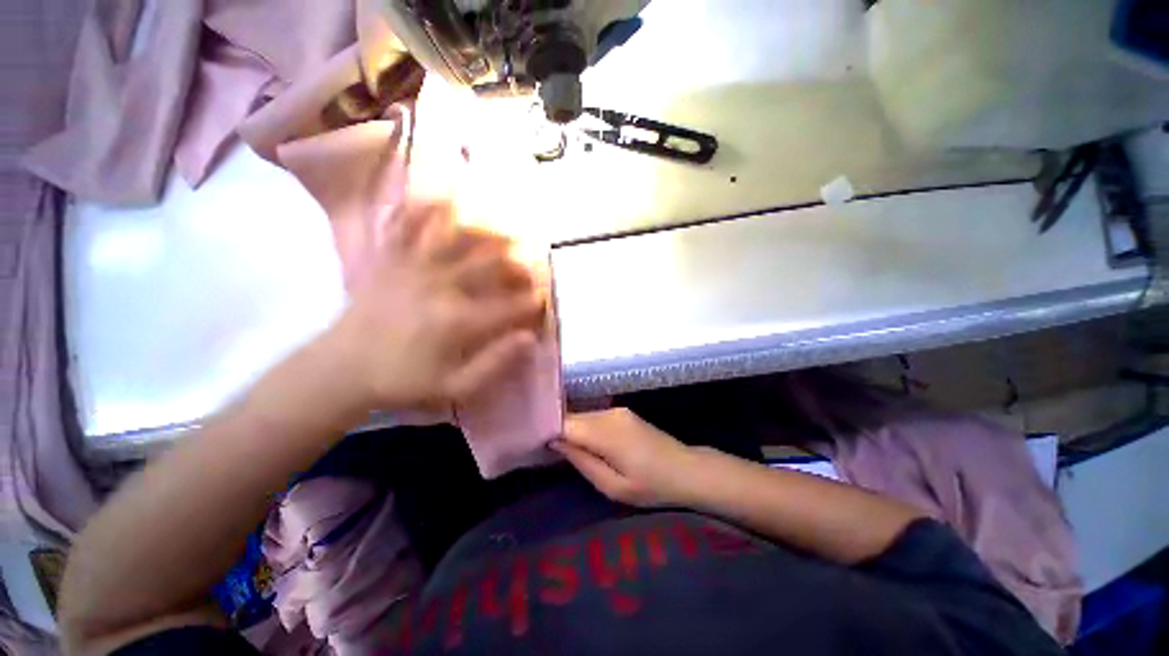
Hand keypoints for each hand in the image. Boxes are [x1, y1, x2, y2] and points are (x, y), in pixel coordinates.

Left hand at [326, 200, 544, 410]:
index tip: (543, 300)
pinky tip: (441, 196)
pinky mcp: (390, 260)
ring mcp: (414, 267)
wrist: (340, 369)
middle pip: (491, 265)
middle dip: (518, 265)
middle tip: (530, 267)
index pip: (510, 305)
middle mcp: (442, 286)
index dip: (532, 301)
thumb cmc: (402, 381)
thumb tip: (529, 339)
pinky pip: (407, 226)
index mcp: (459, 320)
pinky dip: (424, 208)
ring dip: (487, 233)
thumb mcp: (454, 387)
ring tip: (505, 230)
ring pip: (458, 239)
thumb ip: (495, 363)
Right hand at [552, 409, 699, 507]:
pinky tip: (583, 441)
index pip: (566, 423)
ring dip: (571, 429)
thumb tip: (556, 442)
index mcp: (606, 432)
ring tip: (560, 447)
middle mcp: (609, 414)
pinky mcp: (622, 412)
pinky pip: (595, 417)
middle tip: (542, 448)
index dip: (547, 429)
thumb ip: (582, 461)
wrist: (686, 469)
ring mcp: (617, 411)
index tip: (532, 441)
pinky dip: (585, 427)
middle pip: (573, 417)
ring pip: (583, 416)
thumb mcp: (613, 486)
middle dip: (557, 430)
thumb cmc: (650, 486)